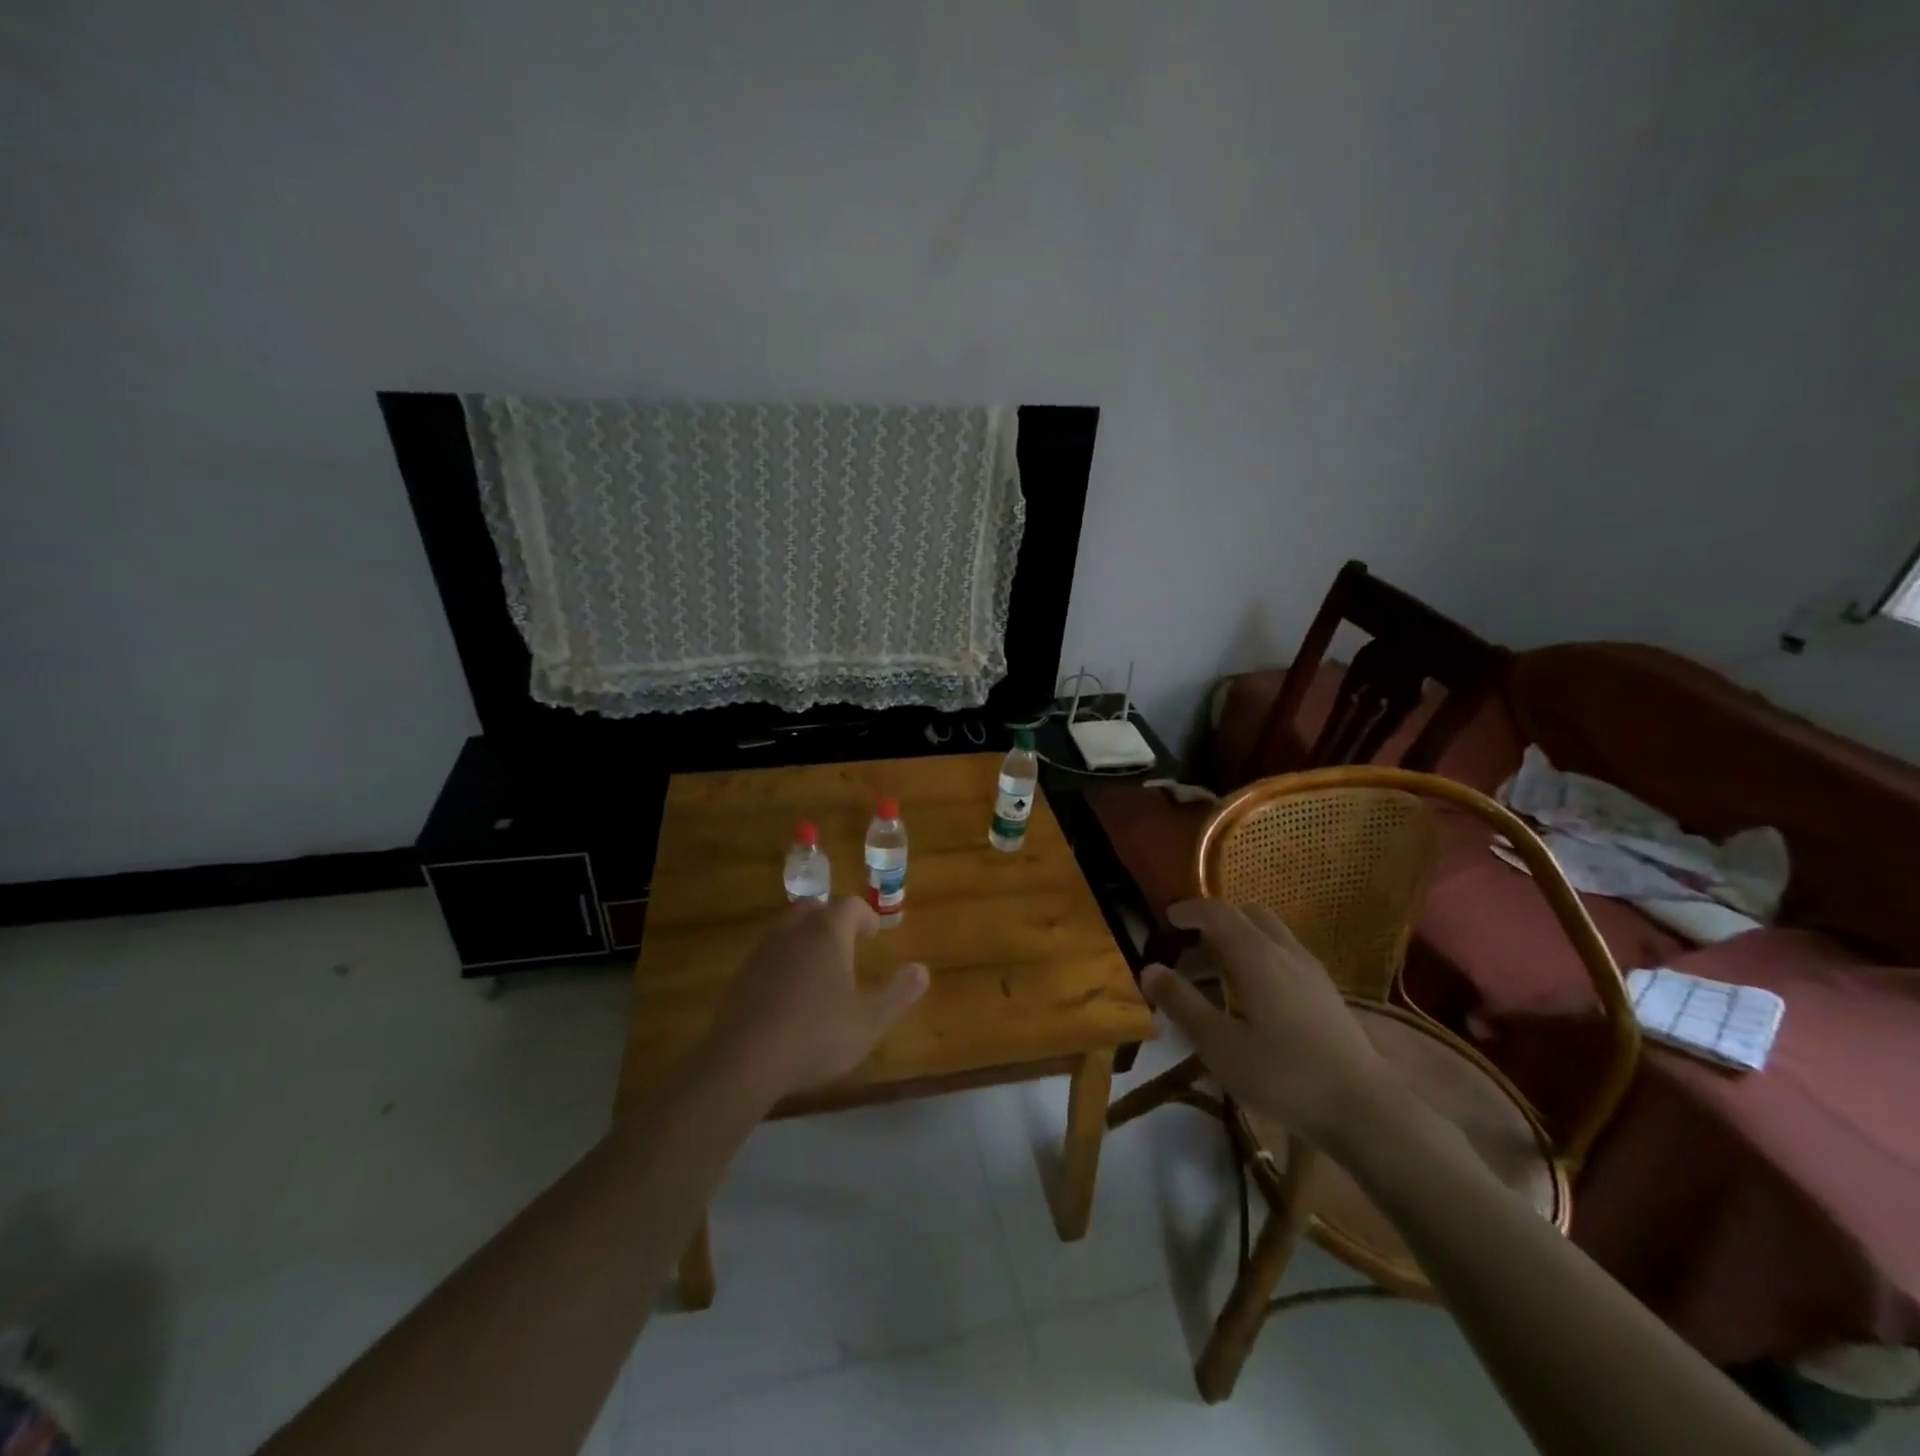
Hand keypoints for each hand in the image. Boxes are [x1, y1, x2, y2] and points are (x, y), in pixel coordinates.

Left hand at [701, 898, 928, 1101]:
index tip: (874, 934)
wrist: (743, 1060)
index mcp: (828, 933)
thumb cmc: (816, 1035)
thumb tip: (922, 970)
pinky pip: (769, 954)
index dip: (866, 916)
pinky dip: (784, 962)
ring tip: (820, 969)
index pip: (850, 905)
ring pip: (788, 929)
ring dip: (806, 939)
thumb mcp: (870, 1021)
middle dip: (832, 921)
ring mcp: (763, 950)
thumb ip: (898, 993)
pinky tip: (789, 993)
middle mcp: (794, 931)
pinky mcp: (741, 974)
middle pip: (815, 909)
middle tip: (847, 944)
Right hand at [1140, 900, 1394, 1153]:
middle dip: (1216, 920)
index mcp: (1256, 956)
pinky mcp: (1327, 993)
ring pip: (1271, 932)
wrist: (1366, 1111)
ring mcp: (1312, 971)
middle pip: (1247, 914)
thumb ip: (1182, 1003)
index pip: (1218, 912)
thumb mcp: (1220, 1045)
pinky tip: (1256, 994)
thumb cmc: (1284, 1076)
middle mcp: (1285, 951)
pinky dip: (1262, 954)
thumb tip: (1149, 969)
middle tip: (1190, 944)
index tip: (1167, 918)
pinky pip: (1286, 953)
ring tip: (1219, 969)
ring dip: (1241, 936)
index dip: (1190, 910)